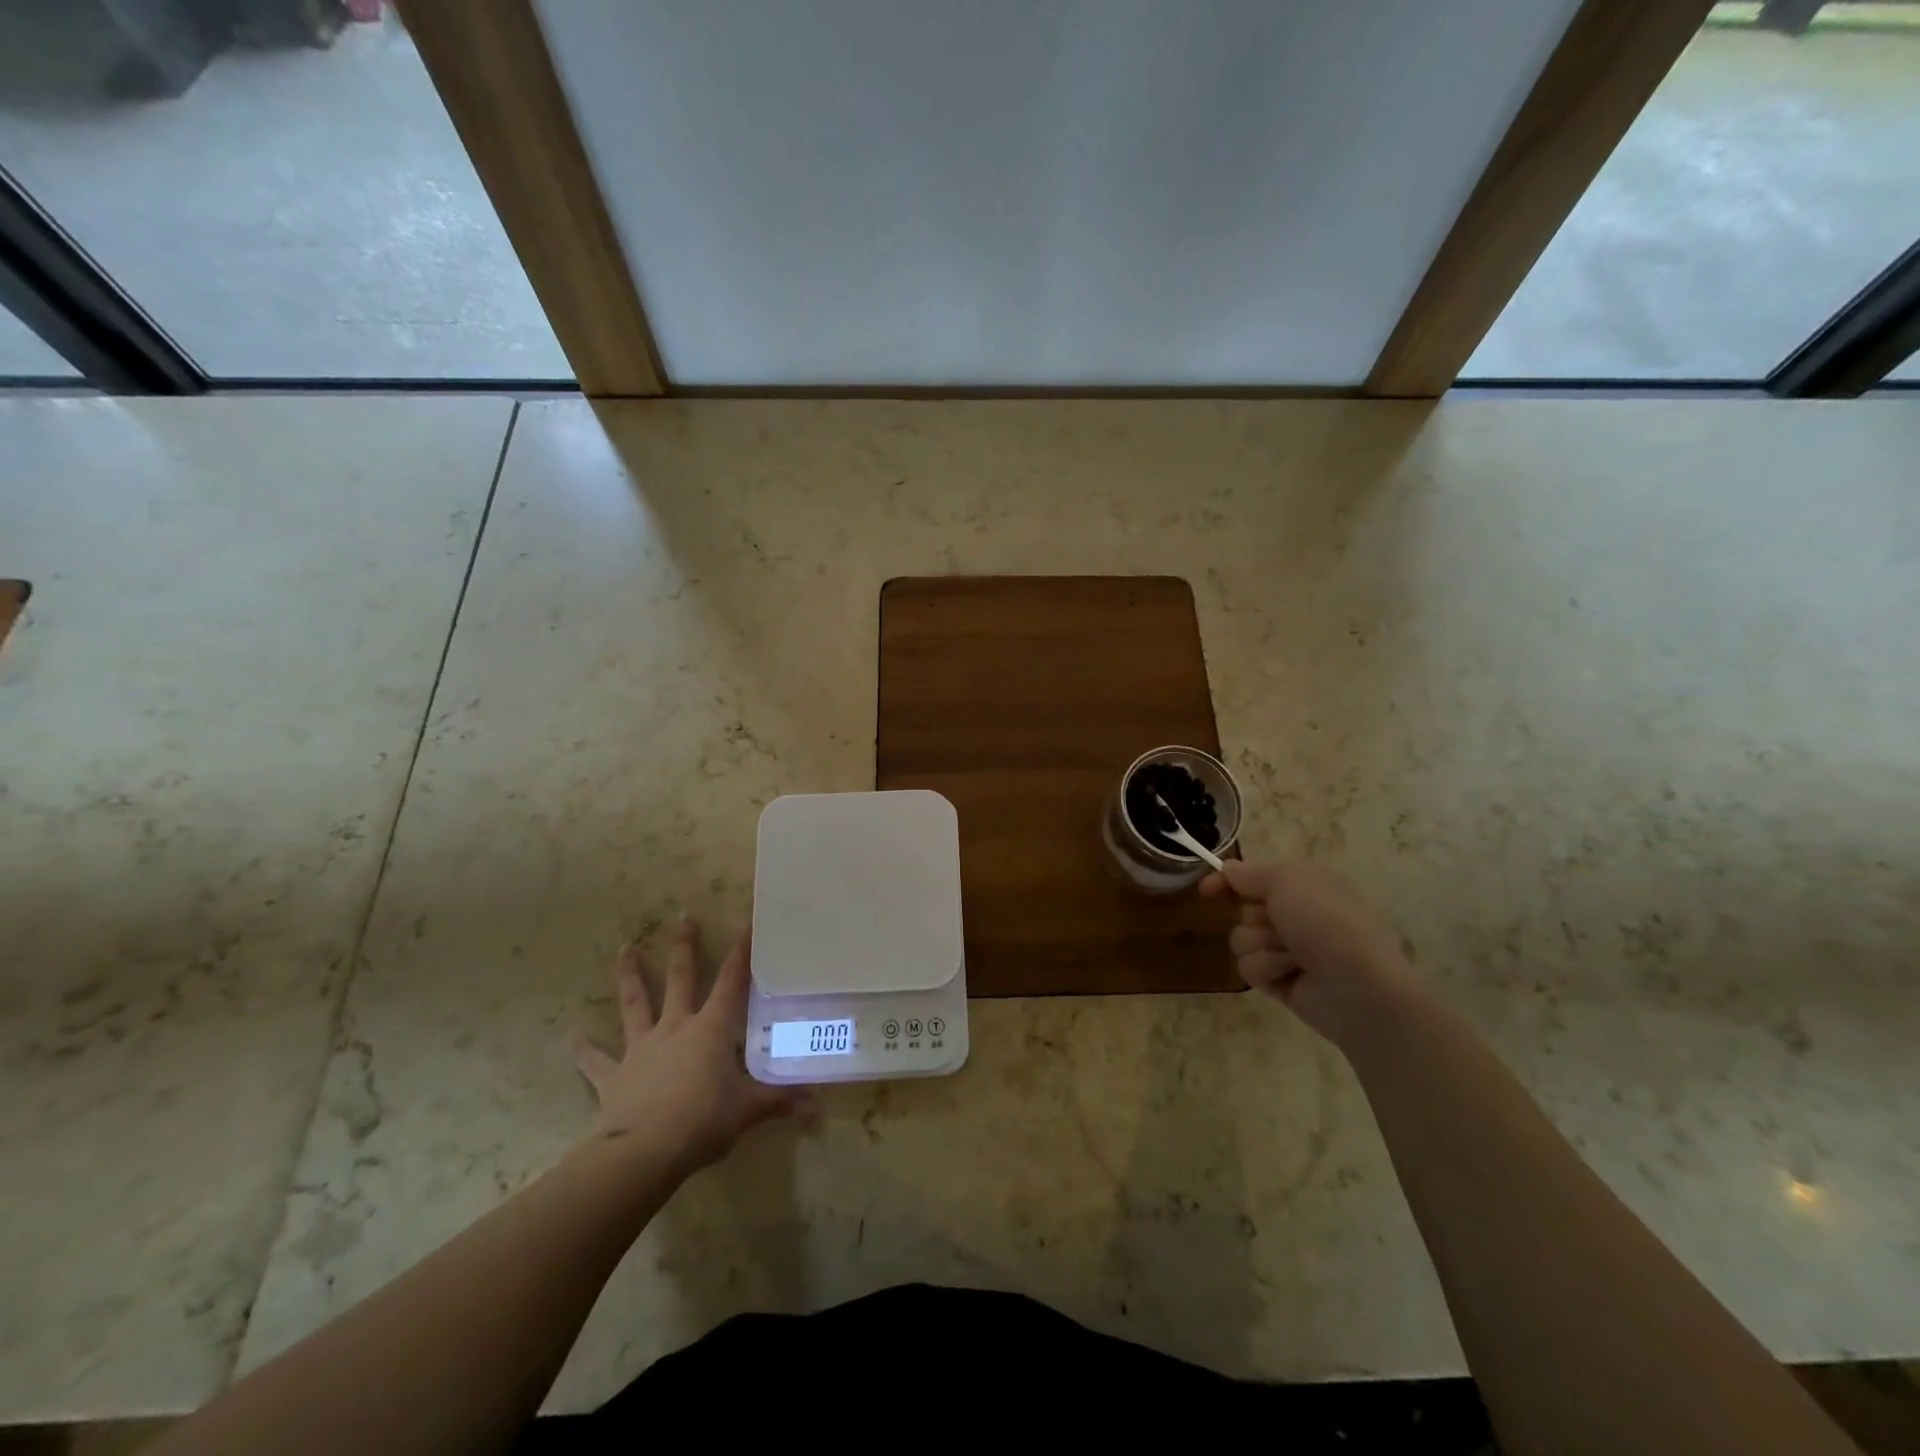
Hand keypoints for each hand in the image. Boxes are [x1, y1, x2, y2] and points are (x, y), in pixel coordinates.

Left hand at [573, 918, 807, 1176]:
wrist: (643, 1153)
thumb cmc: (703, 1122)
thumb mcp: (748, 1110)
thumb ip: (780, 1102)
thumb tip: (818, 1107)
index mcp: (711, 1029)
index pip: (731, 982)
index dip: (740, 953)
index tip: (745, 923)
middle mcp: (675, 1028)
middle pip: (681, 979)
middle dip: (684, 946)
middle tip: (683, 916)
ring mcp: (641, 1049)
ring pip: (635, 1004)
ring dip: (630, 976)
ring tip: (625, 948)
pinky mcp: (613, 1076)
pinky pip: (595, 1060)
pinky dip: (583, 1049)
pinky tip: (572, 1037)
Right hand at [1201, 861, 1419, 1049]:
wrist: (1360, 988)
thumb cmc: (1328, 923)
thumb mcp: (1287, 881)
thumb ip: (1250, 873)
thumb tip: (1227, 869)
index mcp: (1305, 886)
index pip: (1254, 878)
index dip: (1228, 881)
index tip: (1207, 890)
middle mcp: (1297, 916)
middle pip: (1244, 910)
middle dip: (1256, 918)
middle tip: (1281, 926)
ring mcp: (1289, 950)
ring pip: (1242, 940)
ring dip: (1262, 946)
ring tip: (1292, 957)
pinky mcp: (1281, 981)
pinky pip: (1249, 969)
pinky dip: (1267, 970)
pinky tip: (1290, 976)